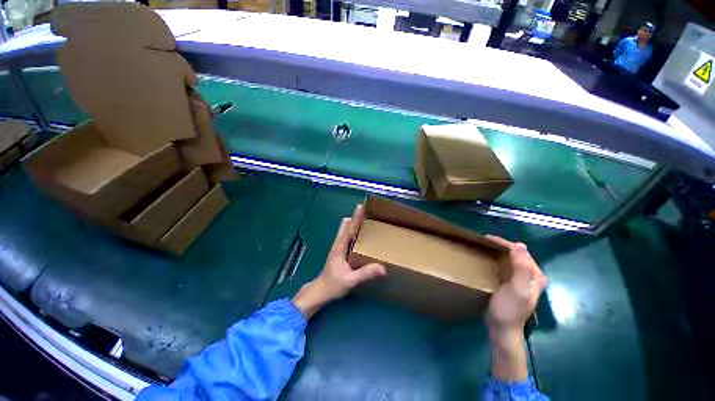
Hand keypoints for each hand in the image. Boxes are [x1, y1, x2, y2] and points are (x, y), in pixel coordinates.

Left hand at [292, 204, 386, 317]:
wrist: (321, 291)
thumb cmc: (333, 284)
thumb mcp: (350, 281)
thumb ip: (365, 274)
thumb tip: (383, 268)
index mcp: (340, 247)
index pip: (349, 228)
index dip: (355, 217)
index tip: (361, 206)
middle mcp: (339, 243)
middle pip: (347, 225)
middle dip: (356, 218)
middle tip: (369, 215)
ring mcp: (340, 247)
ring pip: (347, 230)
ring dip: (356, 225)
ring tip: (369, 223)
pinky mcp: (342, 251)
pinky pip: (349, 237)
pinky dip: (356, 233)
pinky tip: (365, 238)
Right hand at [483, 235, 547, 381]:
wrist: (502, 328)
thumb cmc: (509, 309)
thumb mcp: (517, 289)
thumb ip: (522, 268)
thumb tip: (520, 245)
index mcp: (536, 275)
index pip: (521, 252)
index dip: (505, 243)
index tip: (487, 238)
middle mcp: (531, 275)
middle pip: (516, 254)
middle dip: (500, 246)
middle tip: (482, 242)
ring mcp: (521, 279)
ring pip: (510, 259)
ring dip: (497, 252)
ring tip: (482, 247)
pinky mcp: (511, 283)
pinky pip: (505, 266)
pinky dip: (496, 260)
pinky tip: (487, 260)